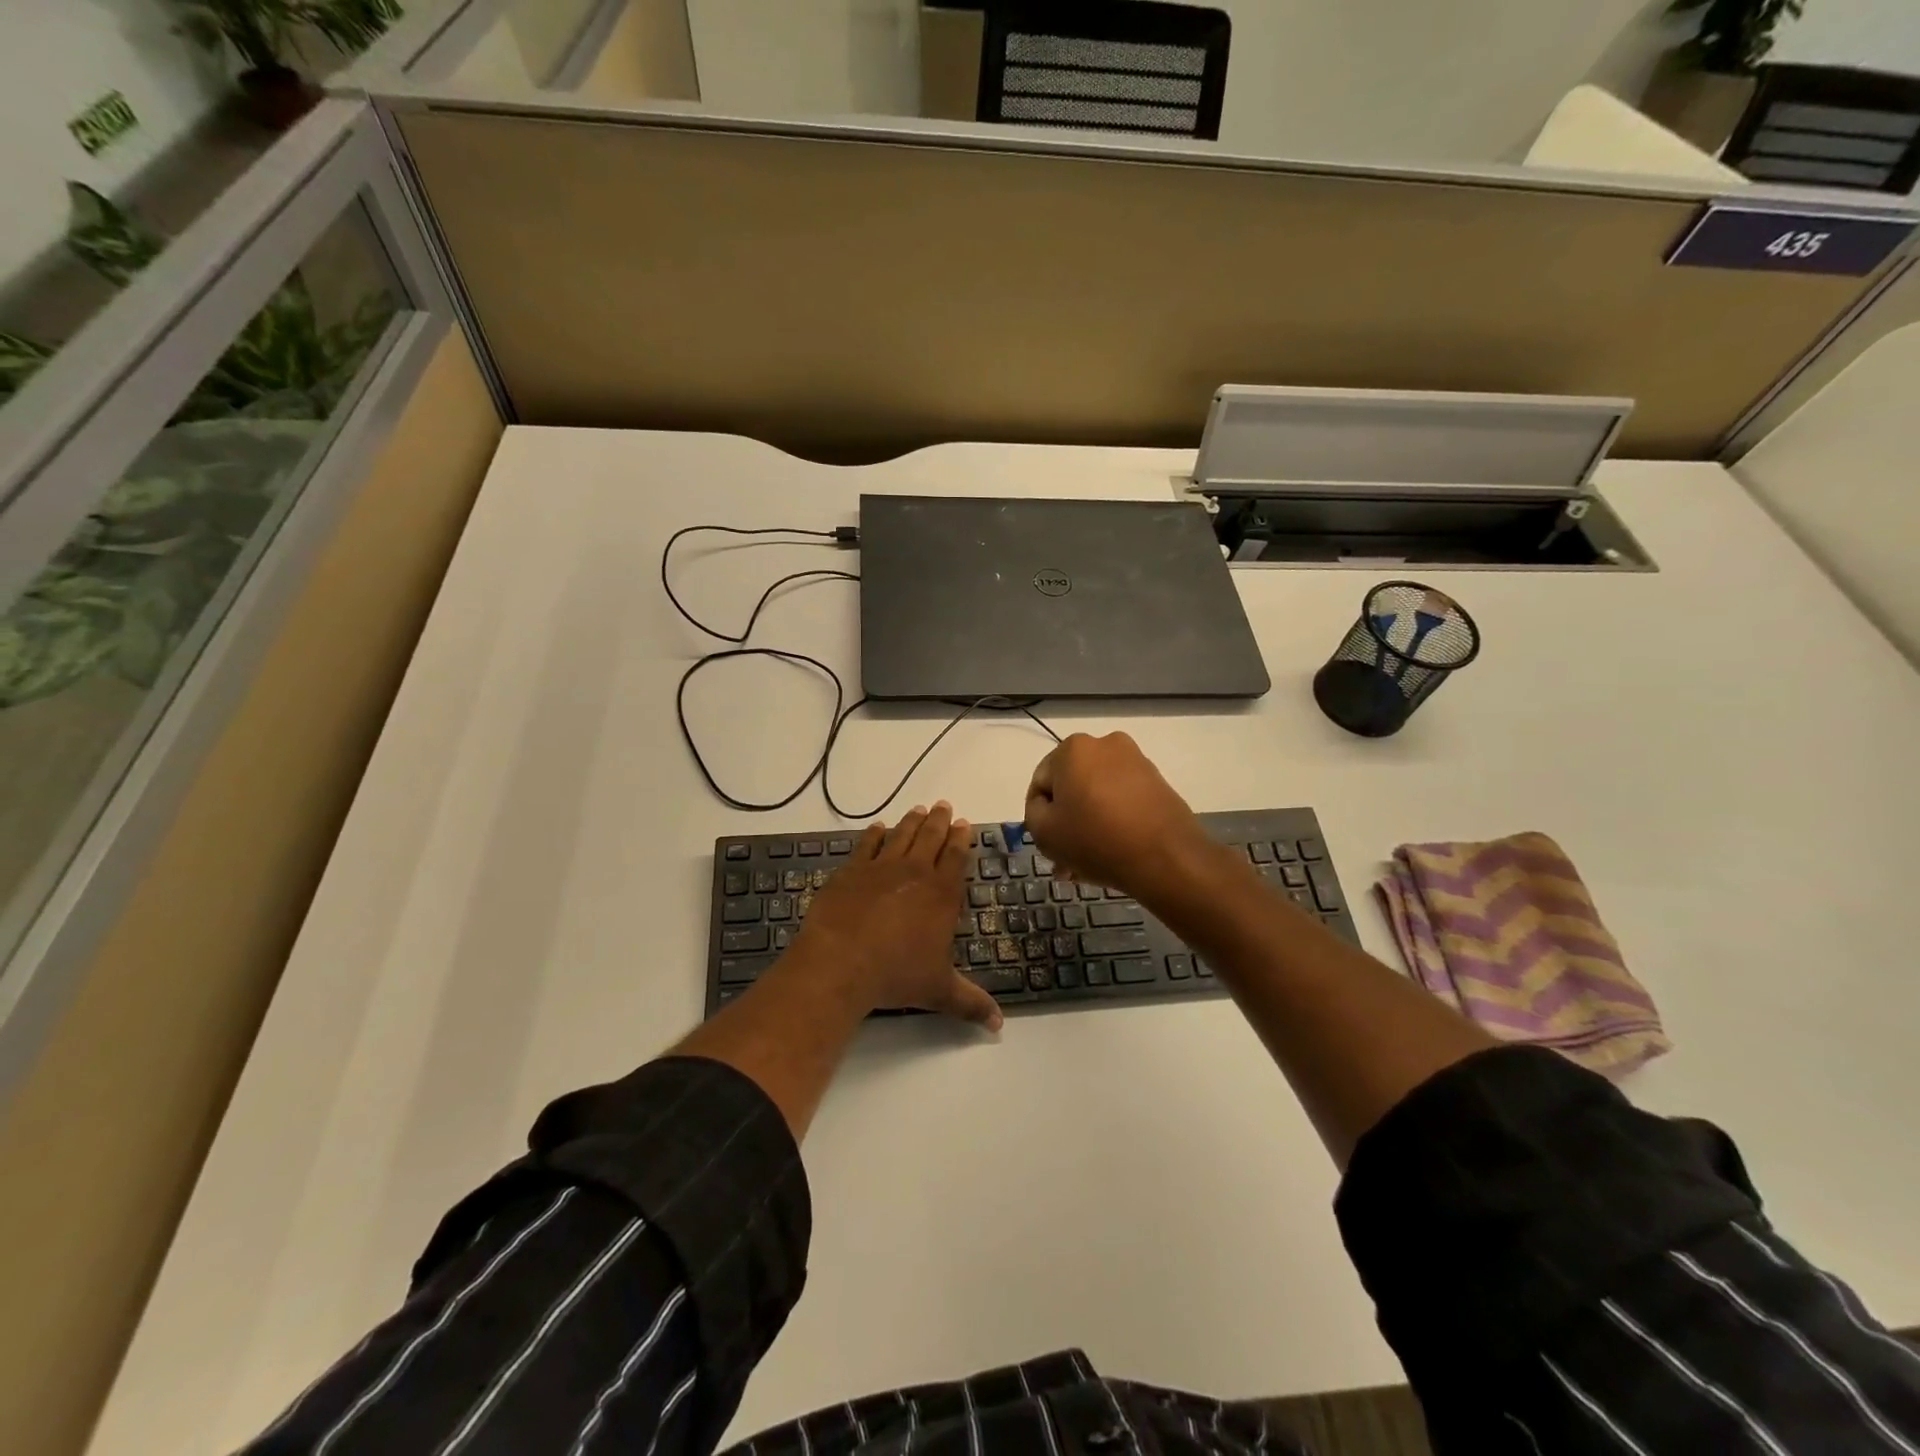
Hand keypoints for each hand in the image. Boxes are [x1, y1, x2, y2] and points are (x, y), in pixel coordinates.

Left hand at [790, 803, 1003, 1029]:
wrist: (841, 962)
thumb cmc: (896, 975)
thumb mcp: (939, 991)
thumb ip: (970, 1003)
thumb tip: (999, 1026)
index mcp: (941, 894)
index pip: (956, 858)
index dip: (961, 839)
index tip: (964, 823)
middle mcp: (915, 872)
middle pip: (930, 838)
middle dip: (940, 821)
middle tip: (944, 806)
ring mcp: (881, 867)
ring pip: (902, 835)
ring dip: (912, 821)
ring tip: (919, 809)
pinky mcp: (851, 871)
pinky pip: (867, 845)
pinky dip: (874, 834)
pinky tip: (878, 828)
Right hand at [1024, 732, 1212, 901]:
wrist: (1166, 858)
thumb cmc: (1096, 840)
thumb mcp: (1043, 831)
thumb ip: (1033, 812)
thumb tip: (1047, 805)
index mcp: (1073, 748)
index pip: (1041, 783)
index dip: (1039, 815)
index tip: (1048, 843)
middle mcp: (1105, 744)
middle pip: (1071, 787)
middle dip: (1066, 822)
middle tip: (1064, 858)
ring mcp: (1135, 762)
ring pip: (1097, 796)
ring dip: (1088, 824)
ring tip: (1087, 864)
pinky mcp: (1157, 782)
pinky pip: (1122, 800)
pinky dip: (1112, 821)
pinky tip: (1111, 852)